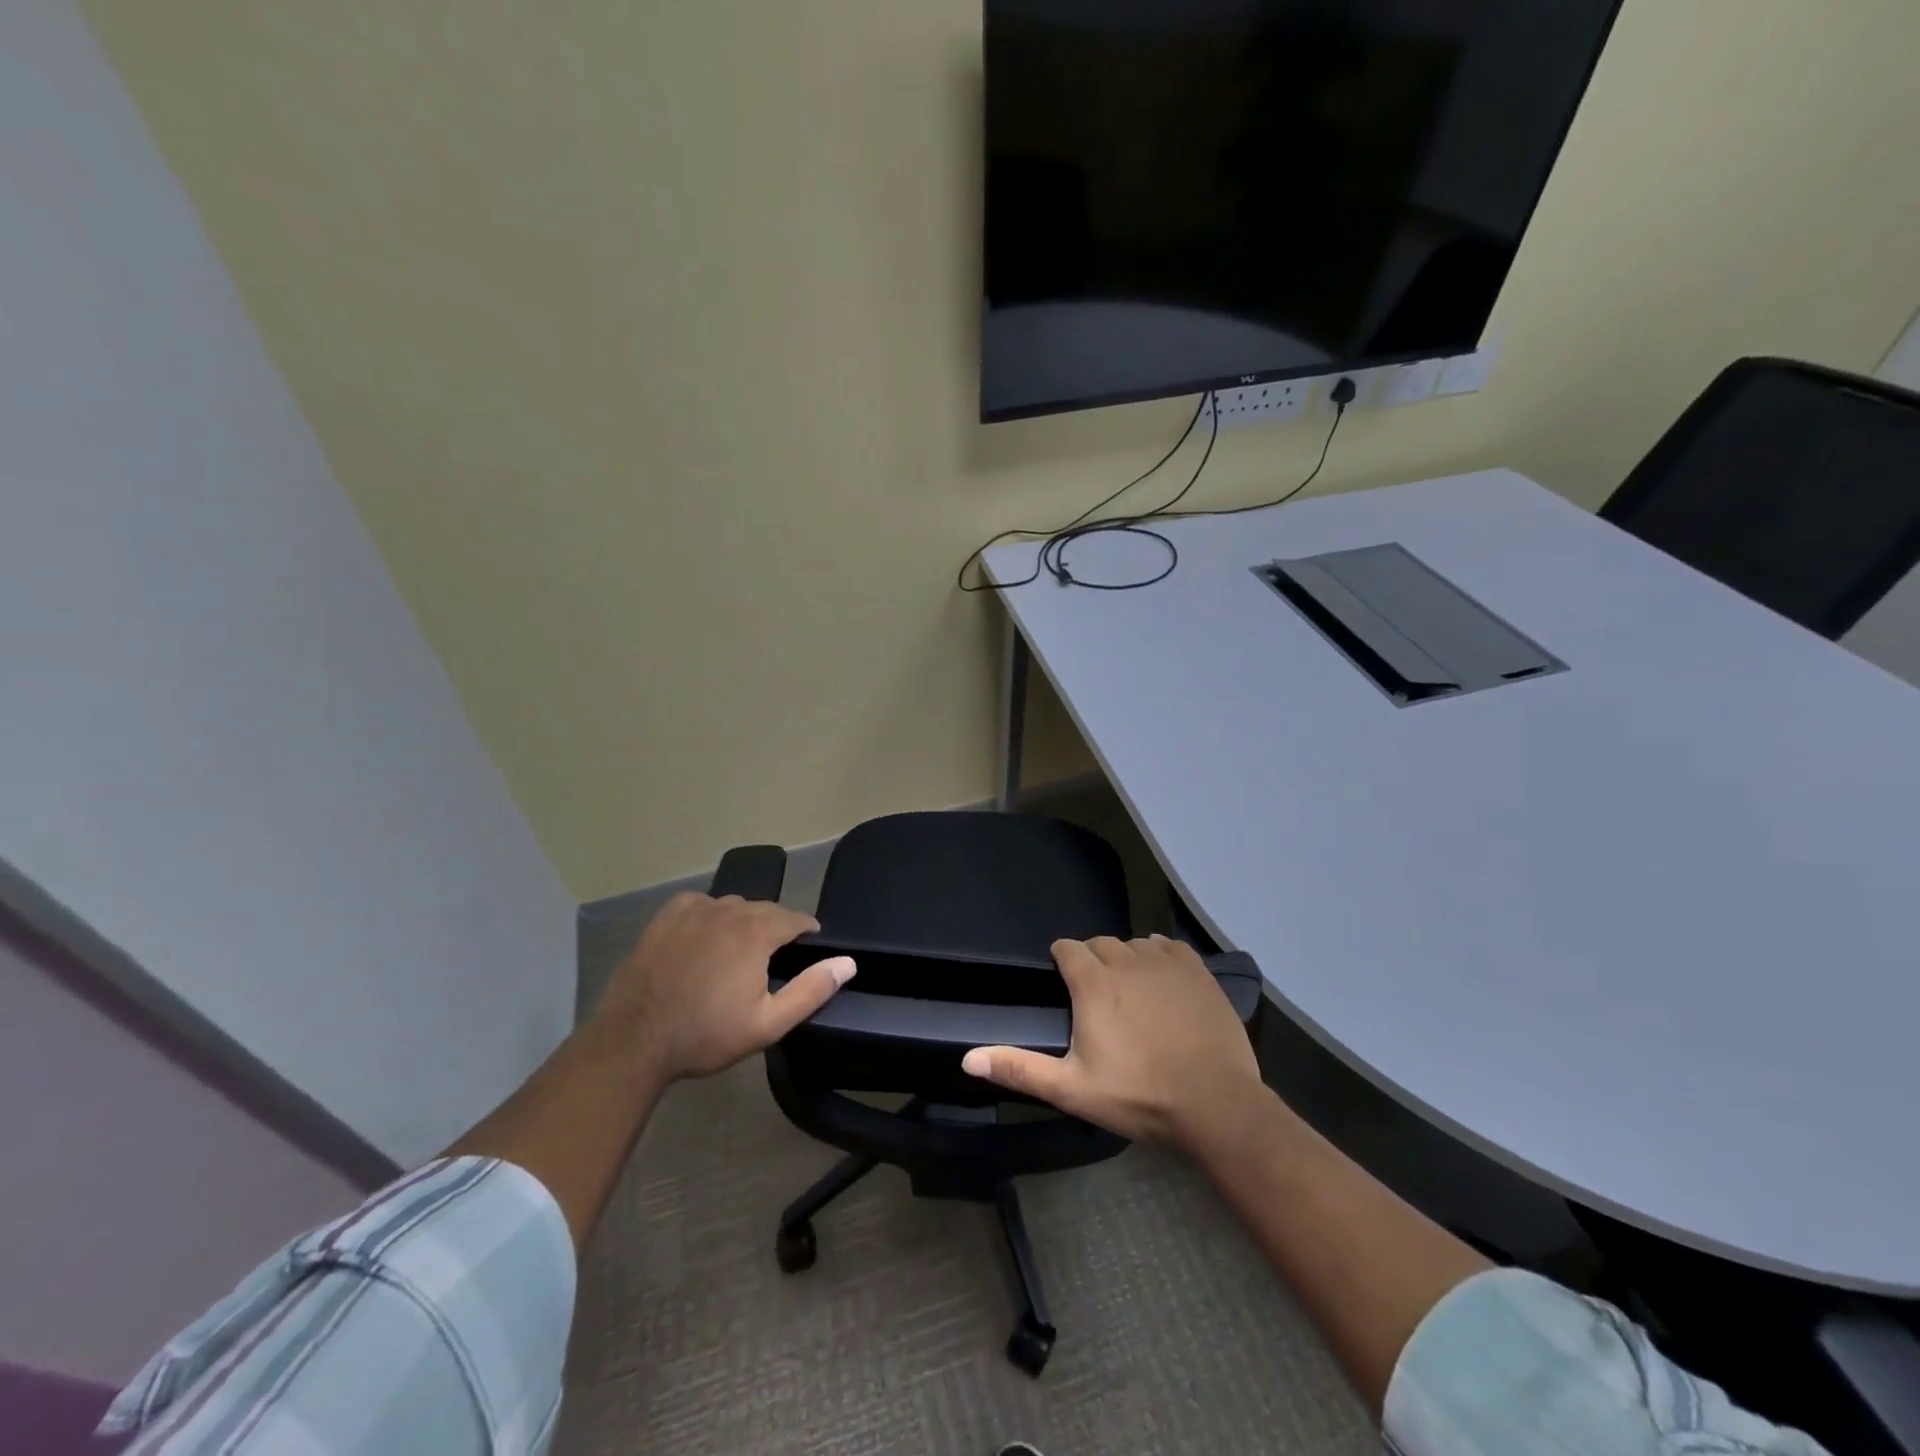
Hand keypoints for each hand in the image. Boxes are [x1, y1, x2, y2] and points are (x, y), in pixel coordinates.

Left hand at [594, 892, 854, 1084]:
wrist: (634, 1040)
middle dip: (776, 927)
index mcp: (757, 932)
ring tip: (739, 949)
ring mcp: (694, 910)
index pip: (796, 918)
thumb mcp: (768, 1023)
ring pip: (733, 905)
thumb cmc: (706, 1035)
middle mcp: (729, 910)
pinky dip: (709, 914)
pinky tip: (705, 935)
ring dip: (743, 921)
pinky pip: (700, 904)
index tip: (809, 947)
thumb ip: (811, 990)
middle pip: (765, 909)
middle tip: (773, 957)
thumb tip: (848, 962)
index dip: (807, 931)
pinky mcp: (666, 917)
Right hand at [963, 934, 1262, 1151]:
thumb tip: (967, 1058)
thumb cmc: (1139, 1096)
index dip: (1062, 960)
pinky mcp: (1197, 970)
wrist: (1216, 1104)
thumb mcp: (1072, 1089)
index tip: (1064, 981)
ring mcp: (1165, 963)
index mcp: (1094, 984)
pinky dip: (1159, 955)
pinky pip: (1169, 946)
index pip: (1068, 948)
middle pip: (1101, 944)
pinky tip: (1162, 980)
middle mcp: (1127, 961)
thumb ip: (1019, 1069)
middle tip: (1097, 996)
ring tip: (1130, 991)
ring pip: (1135, 944)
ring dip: (1126, 959)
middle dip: (1093, 960)